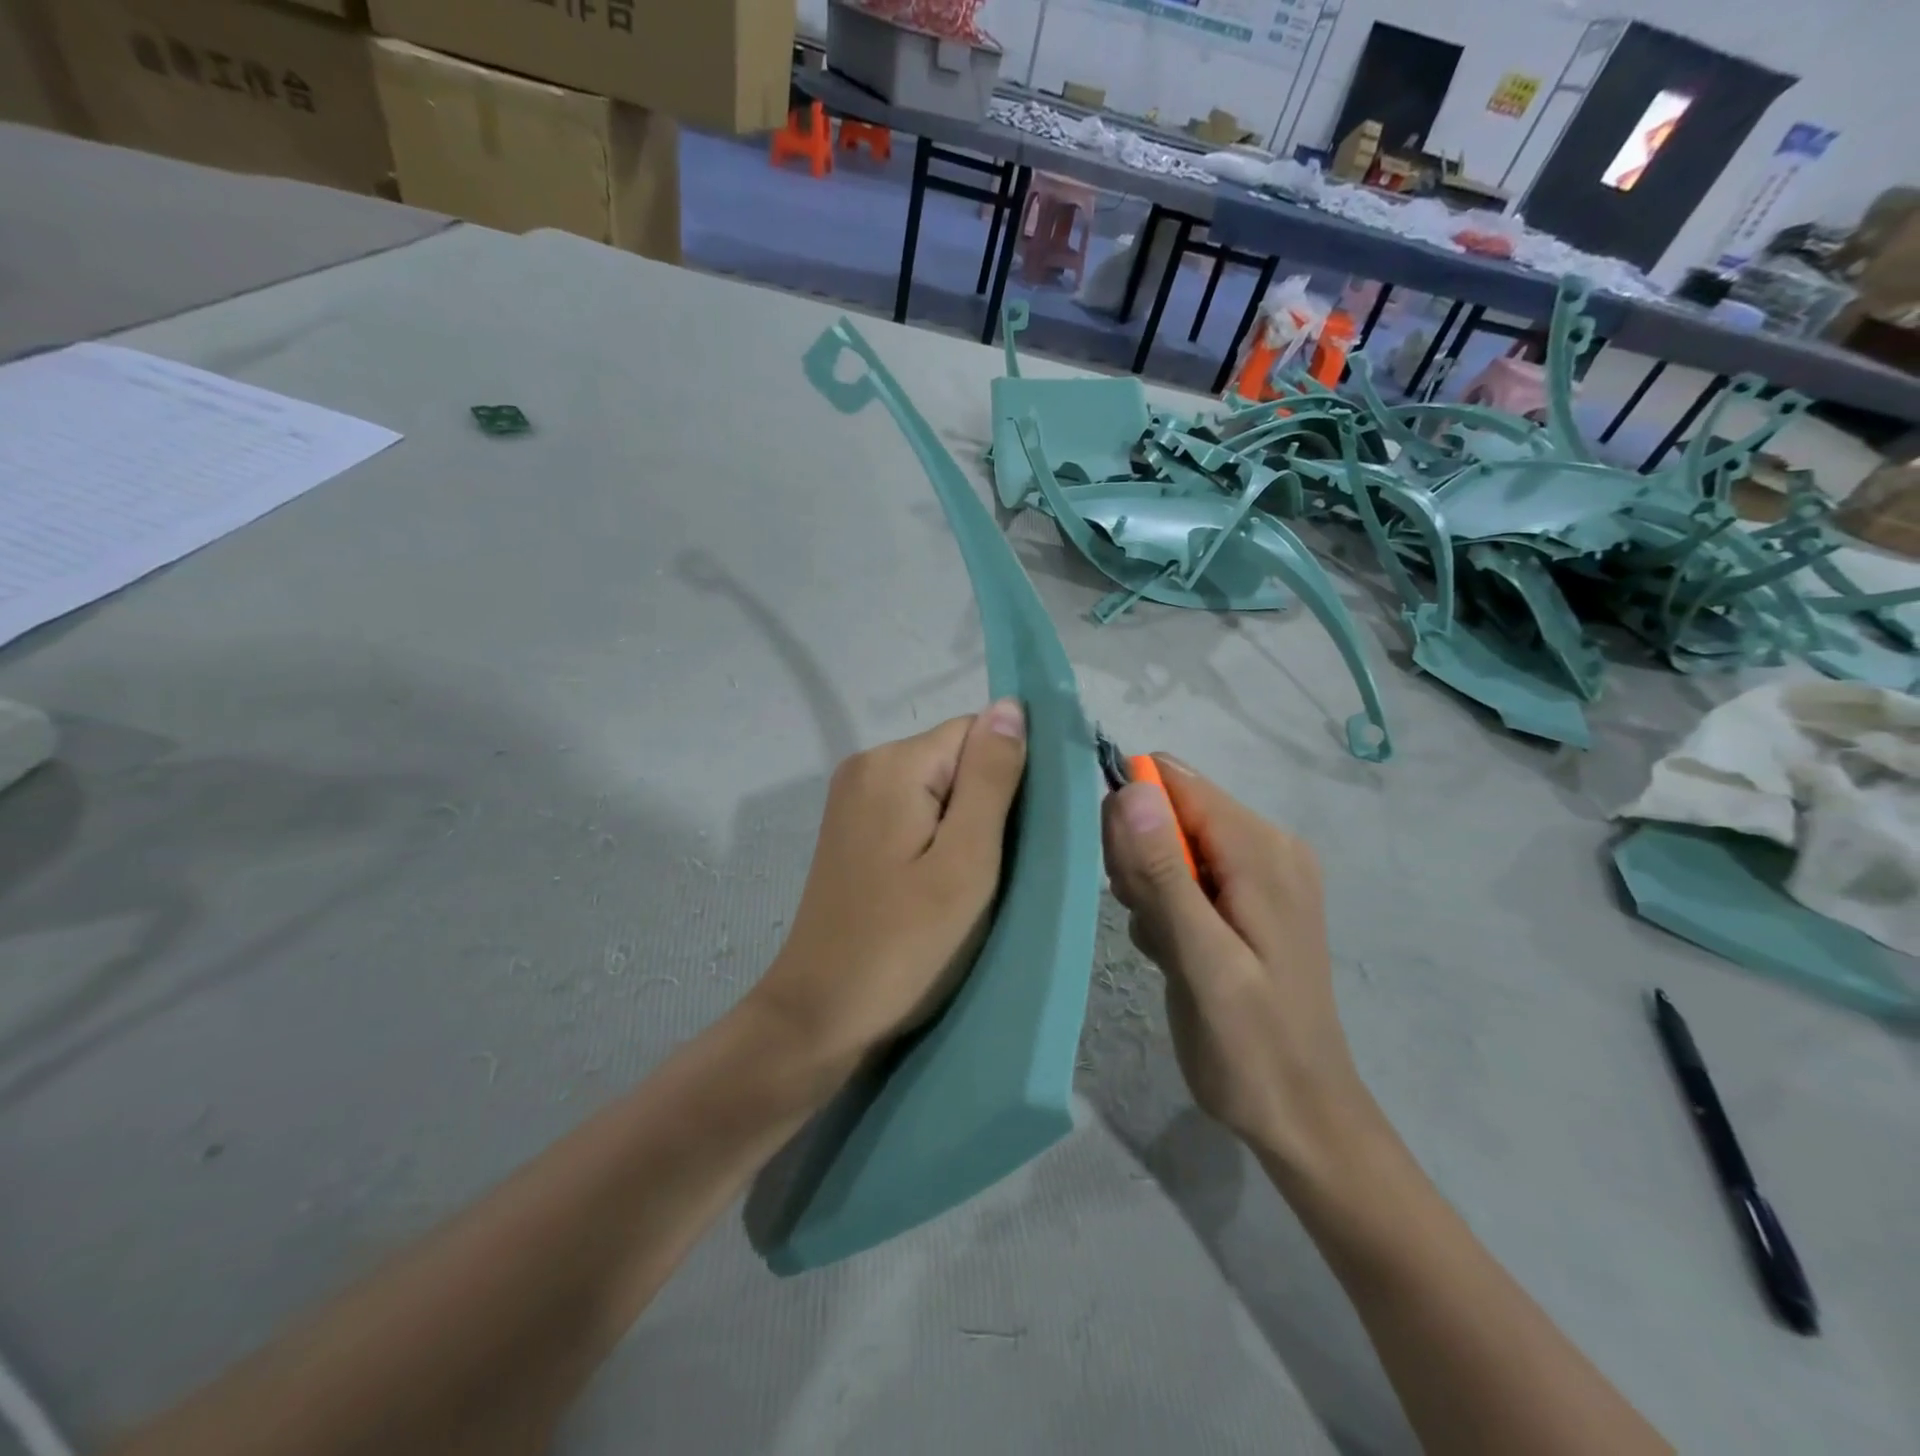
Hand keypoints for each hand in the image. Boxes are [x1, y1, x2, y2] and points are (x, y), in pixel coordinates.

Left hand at [752, 701, 1028, 1066]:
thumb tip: (1011, 705)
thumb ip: (991, 778)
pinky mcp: (850, 831)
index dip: (1009, 779)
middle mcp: (866, 766)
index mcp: (893, 763)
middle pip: (956, 759)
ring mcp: (852, 800)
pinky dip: (936, 841)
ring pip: (938, 789)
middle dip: (985, 806)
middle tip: (992, 871)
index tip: (1016, 838)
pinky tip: (936, 885)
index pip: (978, 733)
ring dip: (963, 828)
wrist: (821, 1015)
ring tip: (965, 885)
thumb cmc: (905, 944)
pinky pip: (912, 813)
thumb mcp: (966, 861)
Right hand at [1102, 756, 1371, 1172]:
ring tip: (1163, 944)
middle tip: (1147, 922)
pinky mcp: (1250, 898)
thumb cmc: (1251, 1047)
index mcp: (1261, 850)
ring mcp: (1261, 872)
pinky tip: (1173, 950)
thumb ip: (1165, 874)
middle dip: (1140, 858)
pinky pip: (1186, 873)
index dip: (1132, 814)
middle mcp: (1267, 845)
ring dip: (1149, 887)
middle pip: (1171, 810)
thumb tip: (1130, 789)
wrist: (1302, 1115)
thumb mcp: (1202, 962)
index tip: (1121, 876)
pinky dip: (1166, 904)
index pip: (1175, 783)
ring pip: (1171, 843)